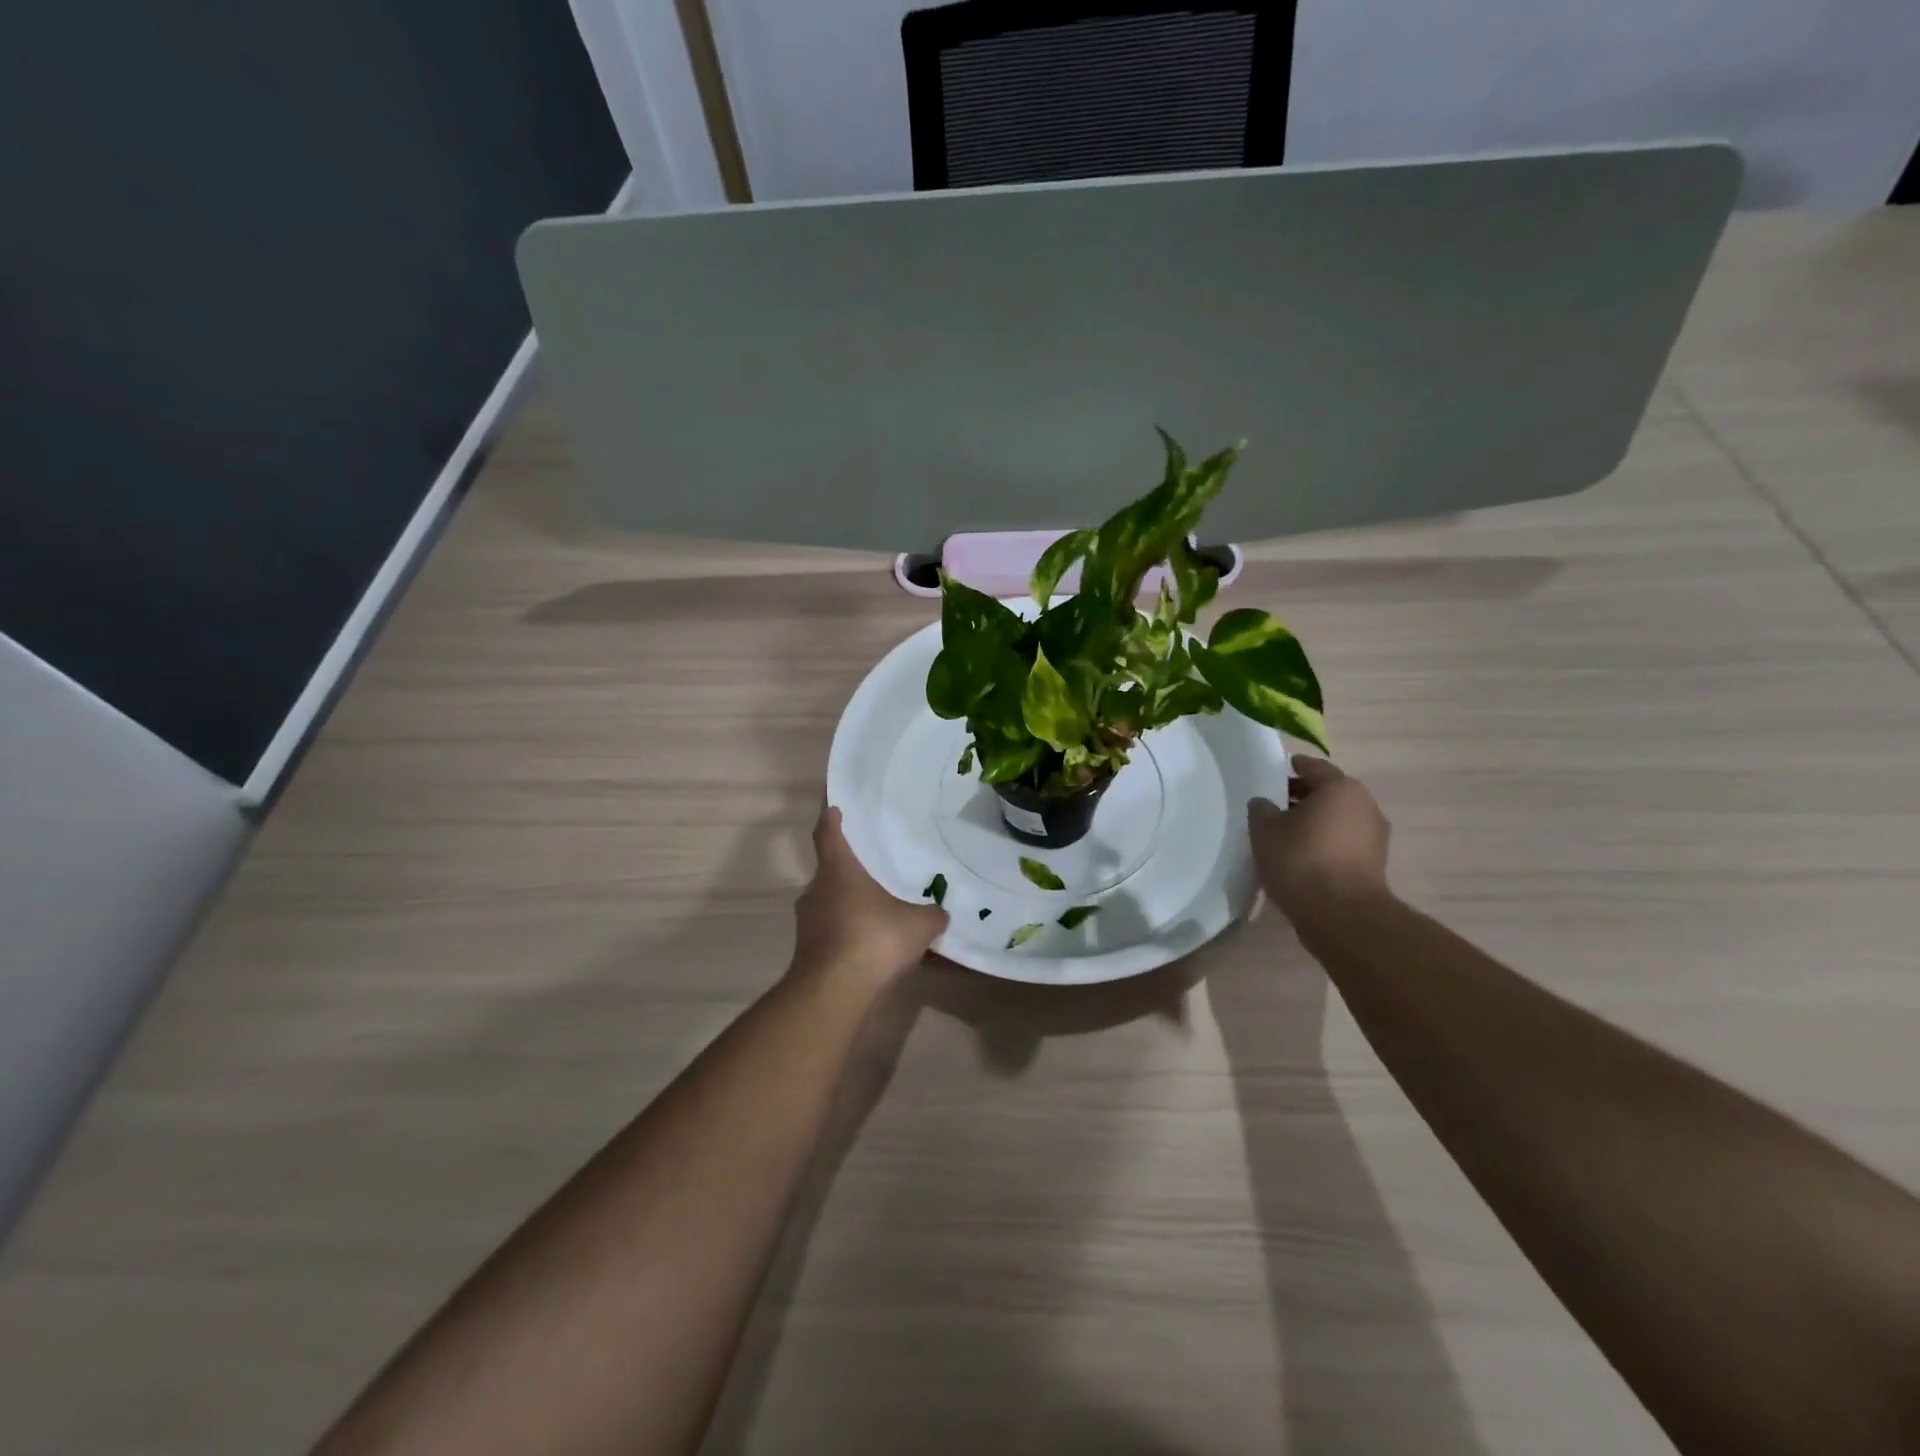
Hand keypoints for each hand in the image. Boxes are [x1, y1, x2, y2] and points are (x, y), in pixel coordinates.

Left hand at [792, 804, 948, 985]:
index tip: (835, 810)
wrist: (833, 993)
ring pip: (831, 905)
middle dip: (851, 872)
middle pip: (831, 872)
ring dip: (851, 908)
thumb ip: (932, 915)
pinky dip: (850, 936)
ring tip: (879, 914)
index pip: (828, 834)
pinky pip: (833, 935)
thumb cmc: (873, 939)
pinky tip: (874, 950)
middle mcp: (816, 891)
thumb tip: (940, 913)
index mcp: (838, 870)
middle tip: (875, 871)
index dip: (832, 820)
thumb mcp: (919, 925)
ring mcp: (808, 924)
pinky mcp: (808, 953)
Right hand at [1248, 756, 1391, 919]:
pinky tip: (1302, 856)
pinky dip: (1325, 843)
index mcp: (1341, 788)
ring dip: (1315, 822)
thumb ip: (1262, 810)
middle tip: (1275, 804)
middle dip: (1303, 797)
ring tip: (1286, 833)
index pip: (1314, 767)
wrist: (1340, 915)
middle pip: (1329, 793)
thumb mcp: (1265, 830)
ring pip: (1338, 819)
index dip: (1292, 767)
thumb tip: (1265, 804)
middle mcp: (1365, 806)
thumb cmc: (1301, 860)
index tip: (1275, 772)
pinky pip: (1344, 843)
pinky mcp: (1375, 865)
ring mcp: (1375, 837)